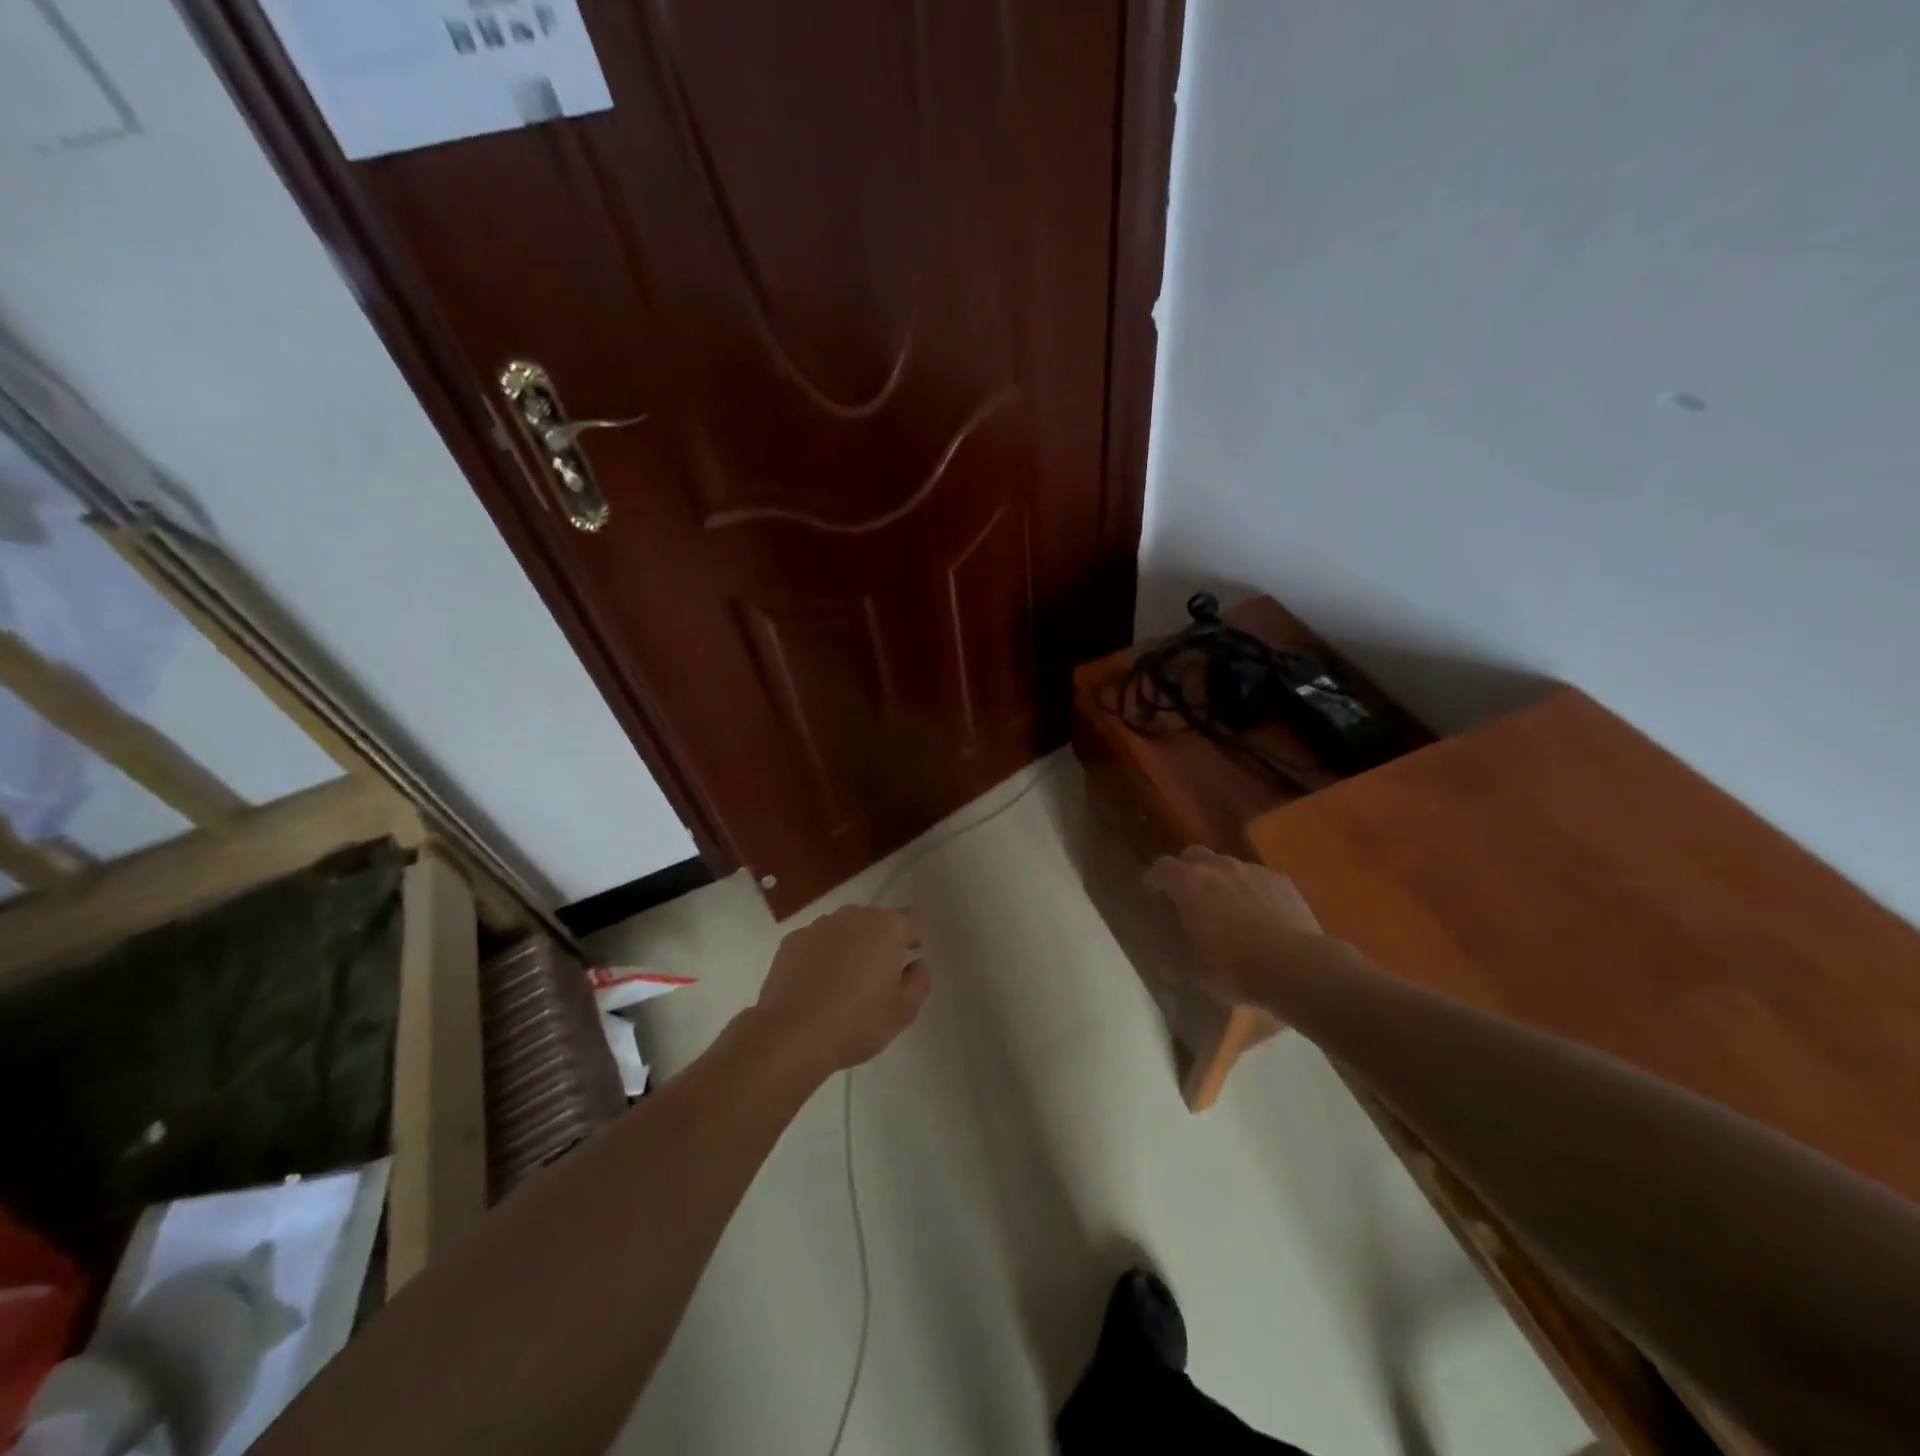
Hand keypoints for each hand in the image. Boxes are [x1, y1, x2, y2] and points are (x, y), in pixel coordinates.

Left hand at [753, 905, 929, 1074]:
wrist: (792, 1035)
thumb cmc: (857, 1022)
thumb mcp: (903, 1011)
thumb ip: (919, 981)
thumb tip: (917, 964)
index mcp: (886, 927)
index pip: (910, 921)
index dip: (913, 938)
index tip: (911, 956)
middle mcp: (853, 916)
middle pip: (875, 922)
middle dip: (880, 941)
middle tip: (879, 973)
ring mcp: (818, 926)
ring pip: (844, 930)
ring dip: (849, 946)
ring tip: (845, 980)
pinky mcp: (791, 941)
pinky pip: (816, 943)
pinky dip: (821, 956)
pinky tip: (817, 984)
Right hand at [1144, 846, 1327, 1006]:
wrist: (1297, 967)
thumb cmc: (1233, 968)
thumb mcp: (1190, 966)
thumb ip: (1171, 943)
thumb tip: (1162, 936)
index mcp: (1189, 883)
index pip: (1161, 867)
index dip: (1154, 879)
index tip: (1153, 895)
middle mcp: (1218, 867)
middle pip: (1194, 855)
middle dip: (1186, 870)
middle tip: (1188, 896)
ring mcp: (1253, 871)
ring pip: (1227, 865)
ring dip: (1220, 880)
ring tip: (1226, 908)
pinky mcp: (1282, 881)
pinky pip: (1256, 878)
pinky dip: (1250, 890)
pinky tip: (1258, 915)